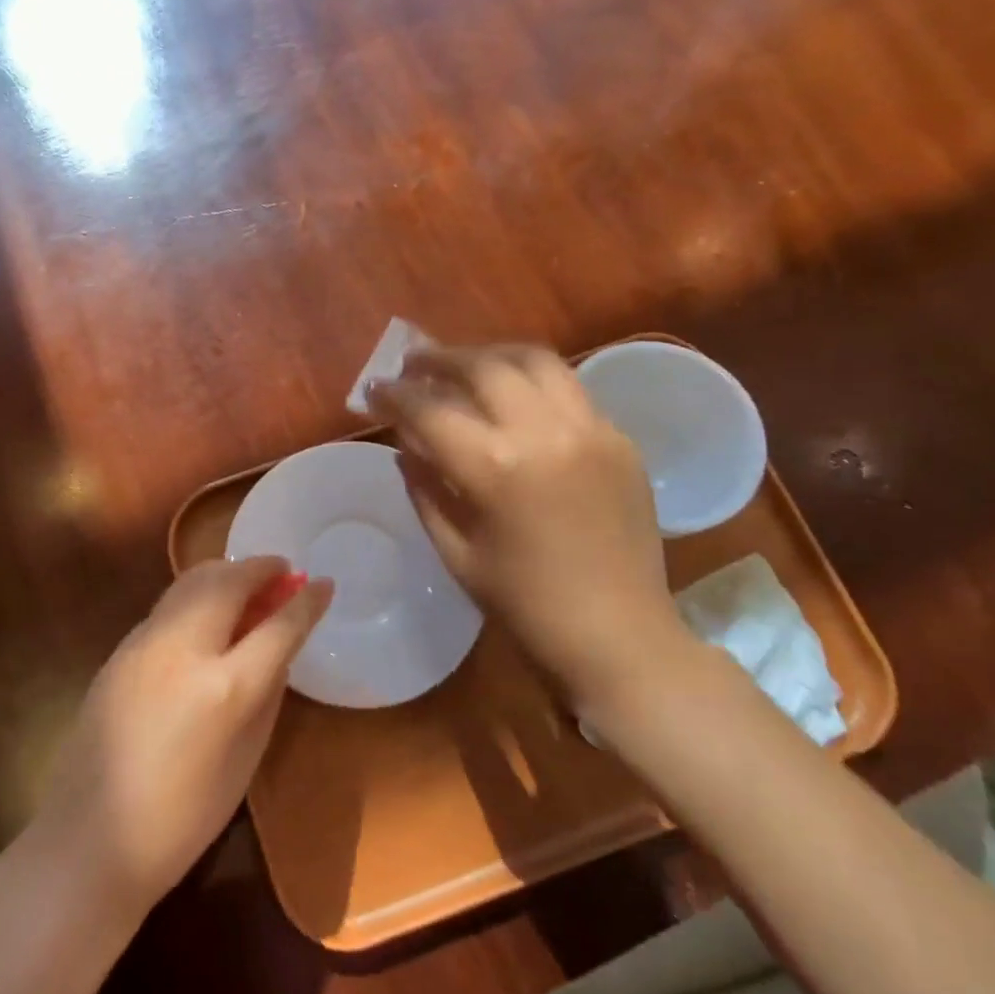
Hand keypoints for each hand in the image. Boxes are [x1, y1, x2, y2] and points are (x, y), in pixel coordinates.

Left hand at [33, 557, 332, 920]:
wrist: (92, 837)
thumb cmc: (184, 816)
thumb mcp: (246, 758)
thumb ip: (267, 692)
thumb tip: (279, 644)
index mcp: (224, 689)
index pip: (278, 626)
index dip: (306, 602)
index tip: (324, 583)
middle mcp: (182, 650)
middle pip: (229, 582)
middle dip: (262, 568)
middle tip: (284, 572)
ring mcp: (144, 643)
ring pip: (192, 581)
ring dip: (228, 574)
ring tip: (250, 584)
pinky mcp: (120, 648)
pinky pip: (169, 604)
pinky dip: (199, 594)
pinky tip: (209, 615)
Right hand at [370, 344, 690, 711]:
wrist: (619, 638)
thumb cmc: (524, 607)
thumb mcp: (455, 552)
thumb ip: (425, 488)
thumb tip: (405, 445)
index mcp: (496, 468)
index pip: (430, 410)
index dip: (395, 395)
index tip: (374, 388)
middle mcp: (545, 432)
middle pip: (484, 367)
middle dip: (440, 359)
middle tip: (414, 364)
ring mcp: (591, 430)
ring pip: (535, 360)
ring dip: (490, 356)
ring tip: (465, 366)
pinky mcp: (620, 439)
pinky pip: (570, 390)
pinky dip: (532, 383)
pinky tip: (515, 401)